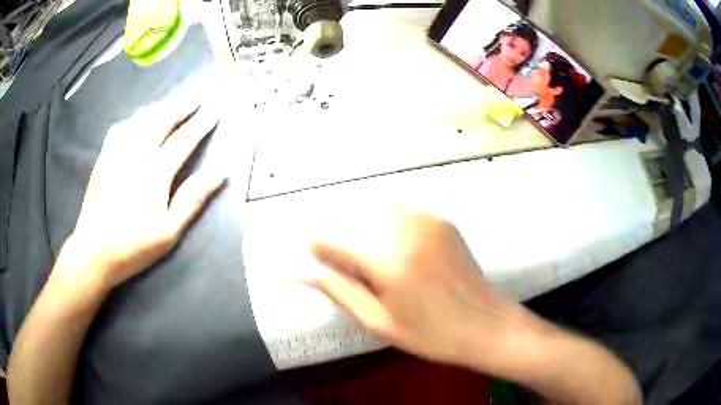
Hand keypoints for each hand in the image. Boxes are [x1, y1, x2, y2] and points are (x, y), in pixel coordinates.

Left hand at [55, 101, 225, 291]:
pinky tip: (138, 121)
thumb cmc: (134, 245)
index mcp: (155, 171)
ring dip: (159, 108)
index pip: (183, 139)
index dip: (200, 125)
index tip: (213, 113)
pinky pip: (121, 127)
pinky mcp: (104, 157)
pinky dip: (135, 118)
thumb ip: (193, 198)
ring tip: (171, 105)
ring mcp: (117, 152)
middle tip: (195, 100)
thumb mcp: (169, 231)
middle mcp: (136, 152)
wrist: (94, 252)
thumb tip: (219, 172)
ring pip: (141, 118)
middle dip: (181, 107)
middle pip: (161, 119)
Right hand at [308, 213, 547, 371]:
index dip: (313, 238)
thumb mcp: (379, 320)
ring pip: (376, 207)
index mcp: (389, 259)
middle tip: (327, 253)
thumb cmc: (431, 334)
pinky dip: (382, 219)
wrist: (486, 324)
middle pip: (354, 215)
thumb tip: (298, 271)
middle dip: (334, 229)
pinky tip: (384, 242)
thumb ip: (338, 289)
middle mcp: (407, 229)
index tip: (298, 242)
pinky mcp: (441, 220)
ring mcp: (428, 220)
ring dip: (357, 222)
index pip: (336, 236)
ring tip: (353, 249)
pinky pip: (400, 210)